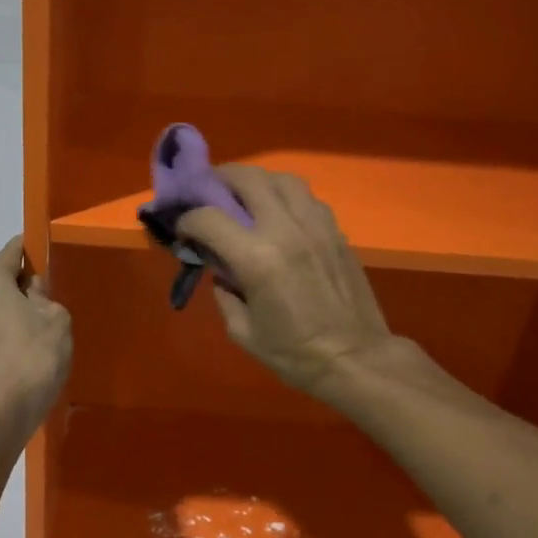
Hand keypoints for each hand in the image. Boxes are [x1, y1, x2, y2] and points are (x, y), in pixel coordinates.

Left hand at [0, 238, 71, 431]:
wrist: (3, 411)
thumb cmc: (34, 355)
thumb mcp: (56, 318)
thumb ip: (43, 296)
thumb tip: (30, 291)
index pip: (12, 251)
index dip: (30, 252)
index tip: (43, 257)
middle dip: (17, 290)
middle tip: (42, 309)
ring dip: (3, 317)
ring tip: (27, 341)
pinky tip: (12, 360)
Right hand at [175, 168, 403, 398]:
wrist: (354, 358)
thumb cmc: (294, 354)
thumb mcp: (242, 331)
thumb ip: (225, 293)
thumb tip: (222, 271)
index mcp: (257, 259)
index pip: (208, 217)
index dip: (187, 220)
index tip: (183, 230)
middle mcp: (285, 230)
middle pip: (247, 179)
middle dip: (219, 180)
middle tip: (207, 192)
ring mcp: (315, 226)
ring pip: (282, 179)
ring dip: (256, 181)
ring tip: (244, 196)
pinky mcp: (335, 231)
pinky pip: (306, 197)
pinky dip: (285, 196)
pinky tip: (278, 213)